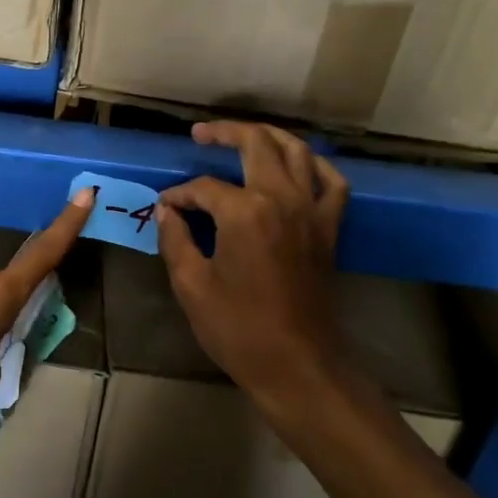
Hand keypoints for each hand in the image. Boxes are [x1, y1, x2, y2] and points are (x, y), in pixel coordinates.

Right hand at [155, 121, 350, 415]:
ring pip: (297, 151)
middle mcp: (282, 199)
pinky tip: (299, 165)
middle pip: (256, 144)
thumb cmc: (238, 328)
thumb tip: (167, 211)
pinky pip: (332, 183)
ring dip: (269, 136)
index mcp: (245, 213)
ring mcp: (312, 211)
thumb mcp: (191, 285)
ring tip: (246, 135)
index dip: (180, 194)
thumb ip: (175, 240)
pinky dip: (316, 166)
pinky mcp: (329, 228)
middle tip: (201, 134)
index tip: (166, 207)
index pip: (205, 187)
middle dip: (225, 133)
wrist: (296, 364)